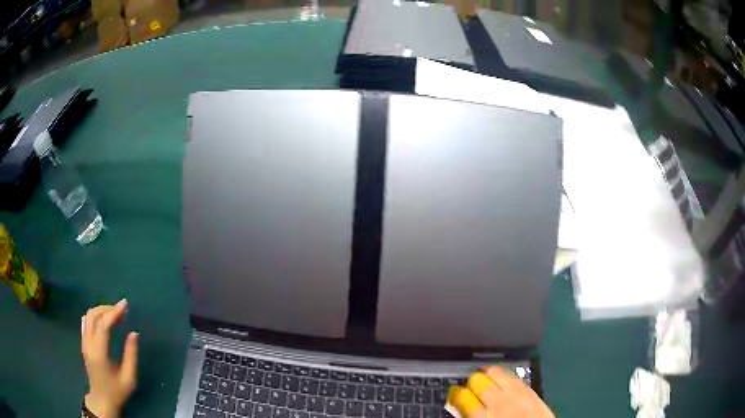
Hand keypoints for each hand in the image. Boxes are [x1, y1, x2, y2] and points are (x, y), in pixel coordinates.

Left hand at [81, 299, 138, 417]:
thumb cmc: (117, 391)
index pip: (103, 325)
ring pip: (88, 316)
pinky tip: (104, 320)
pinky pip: (86, 322)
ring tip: (114, 313)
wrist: (102, 400)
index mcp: (99, 353)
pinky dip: (95, 316)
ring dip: (100, 310)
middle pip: (93, 316)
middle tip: (121, 309)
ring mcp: (84, 343)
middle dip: (107, 308)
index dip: (113, 312)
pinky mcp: (83, 343)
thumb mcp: (129, 378)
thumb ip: (131, 355)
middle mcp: (88, 344)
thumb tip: (134, 333)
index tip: (125, 305)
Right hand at [448, 367, 553, 417]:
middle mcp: (498, 403)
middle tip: (469, 383)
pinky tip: (501, 375)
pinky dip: (504, 373)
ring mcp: (516, 394)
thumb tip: (462, 409)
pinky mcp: (530, 390)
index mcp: (483, 417)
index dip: (455, 393)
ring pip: (497, 373)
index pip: (463, 398)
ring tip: (483, 373)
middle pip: (479, 382)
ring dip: (487, 372)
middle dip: (471, 380)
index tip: (454, 392)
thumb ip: (473, 417)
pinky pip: (513, 375)